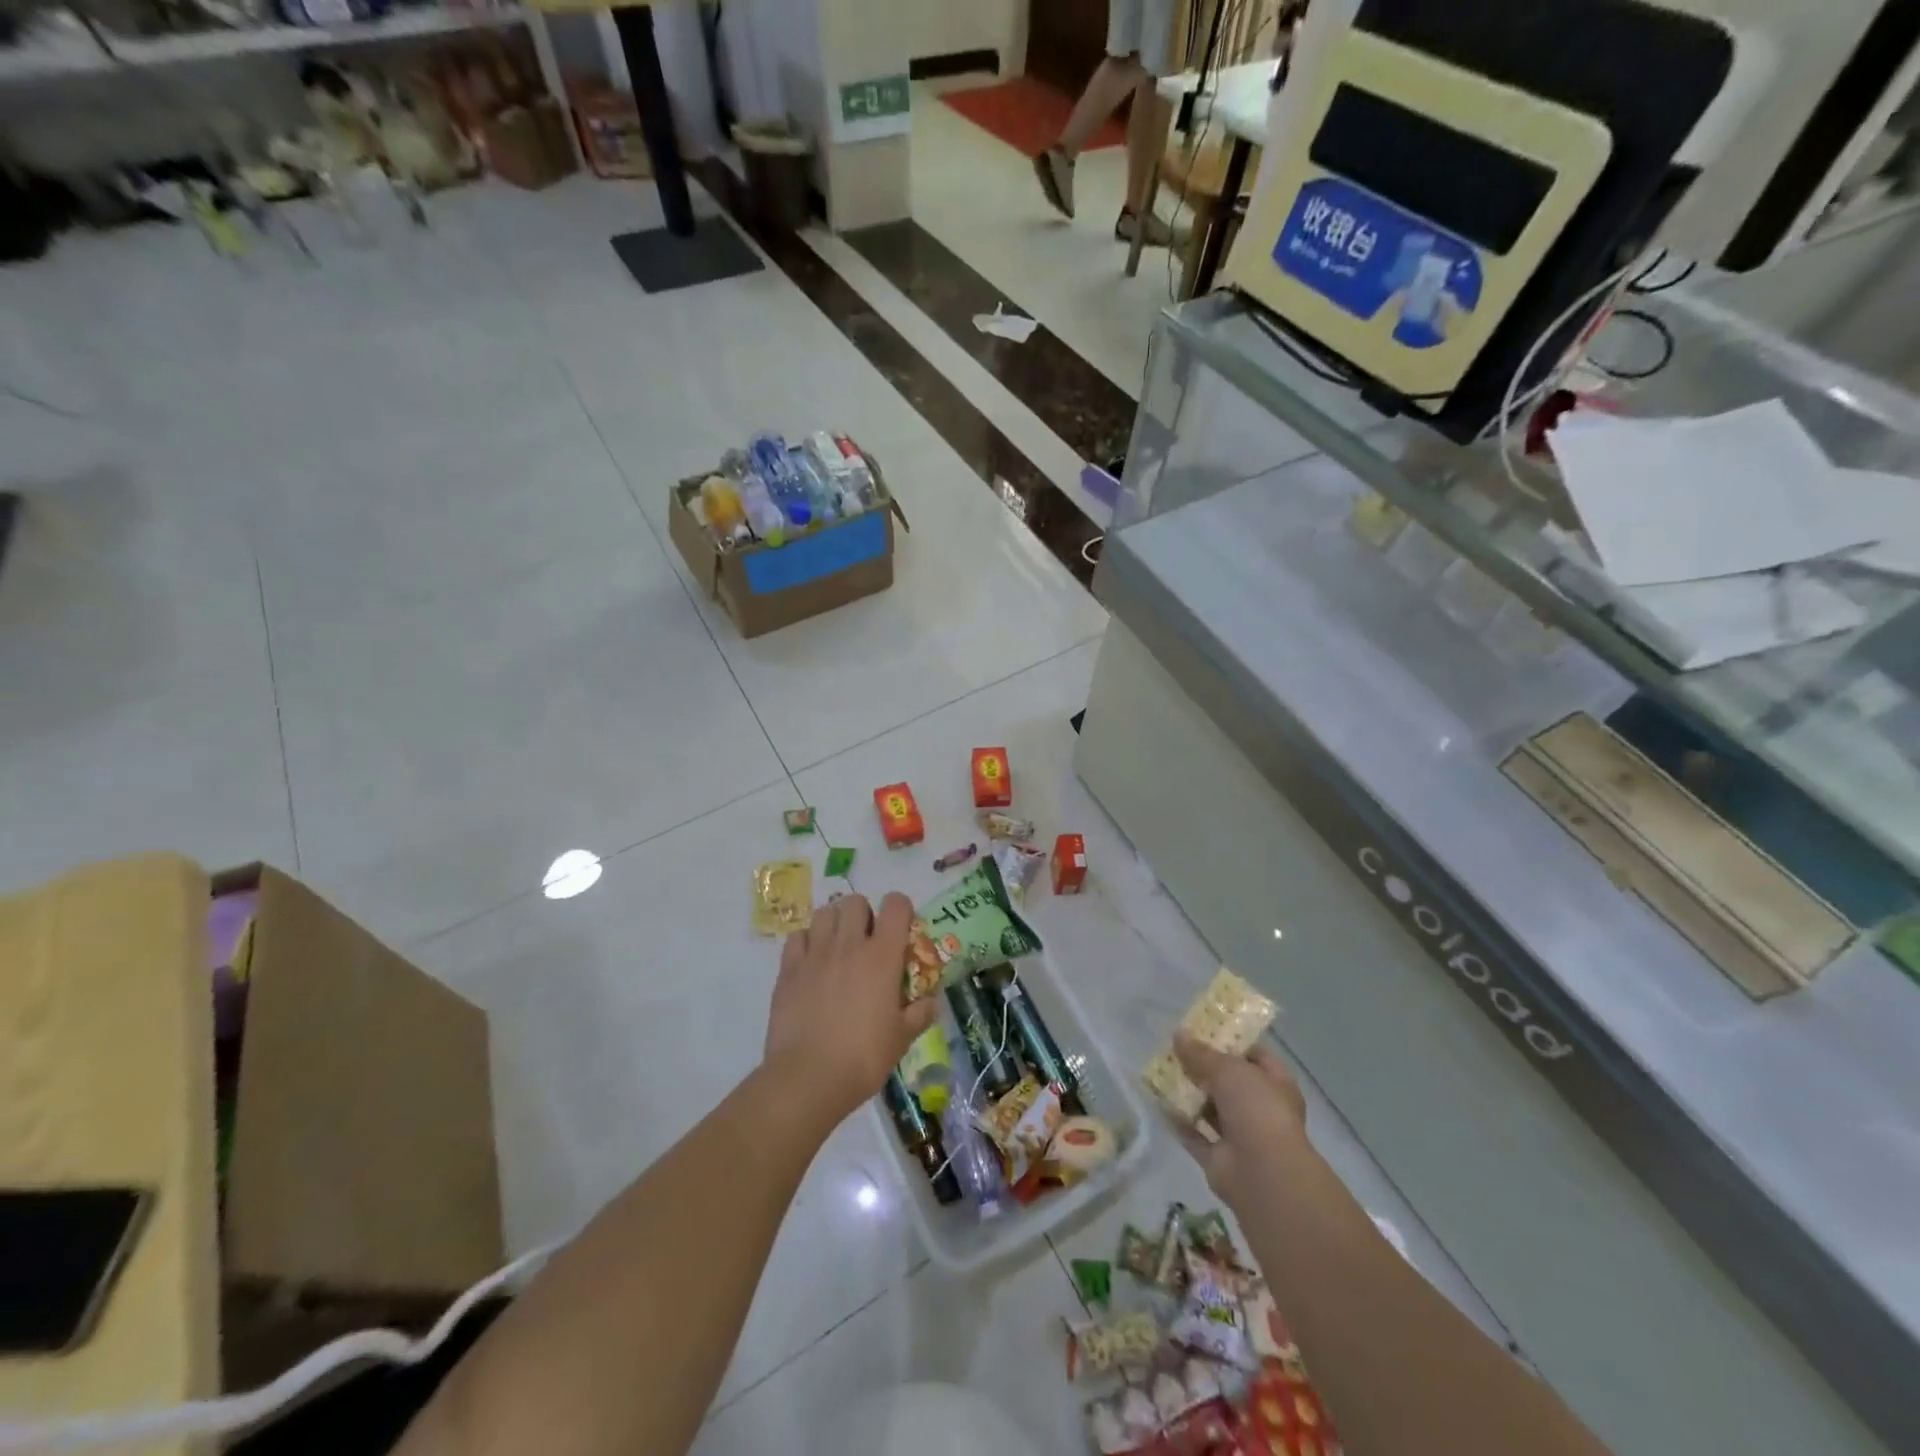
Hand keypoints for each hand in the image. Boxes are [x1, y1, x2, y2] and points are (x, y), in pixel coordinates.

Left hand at [763, 893, 939, 1127]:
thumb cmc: (863, 1058)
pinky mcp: (788, 969)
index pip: (896, 905)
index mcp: (882, 956)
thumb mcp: (902, 1039)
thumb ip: (920, 1014)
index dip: (901, 910)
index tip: (902, 930)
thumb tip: (932, 1002)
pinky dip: (807, 941)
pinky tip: (812, 962)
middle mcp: (849, 945)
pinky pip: (798, 936)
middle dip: (864, 914)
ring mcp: (815, 954)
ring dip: (835, 922)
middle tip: (867, 941)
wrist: (808, 1078)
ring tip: (839, 947)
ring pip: (825, 913)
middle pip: (856, 902)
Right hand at [1170, 1032, 1310, 1206]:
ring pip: (1210, 1109)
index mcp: (1275, 1084)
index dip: (1231, 1042)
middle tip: (1174, 1049)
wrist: (1263, 1174)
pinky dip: (1178, 1121)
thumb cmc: (1257, 1109)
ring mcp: (1240, 1136)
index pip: (1255, 1056)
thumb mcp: (1229, 1069)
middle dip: (1203, 1068)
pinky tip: (1157, 1102)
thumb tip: (1178, 1034)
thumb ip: (1202, 1053)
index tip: (1203, 1030)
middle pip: (1229, 1082)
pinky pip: (1194, 1134)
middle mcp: (1260, 1109)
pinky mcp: (1219, 1158)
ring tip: (1160, 1071)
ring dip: (1188, 1094)